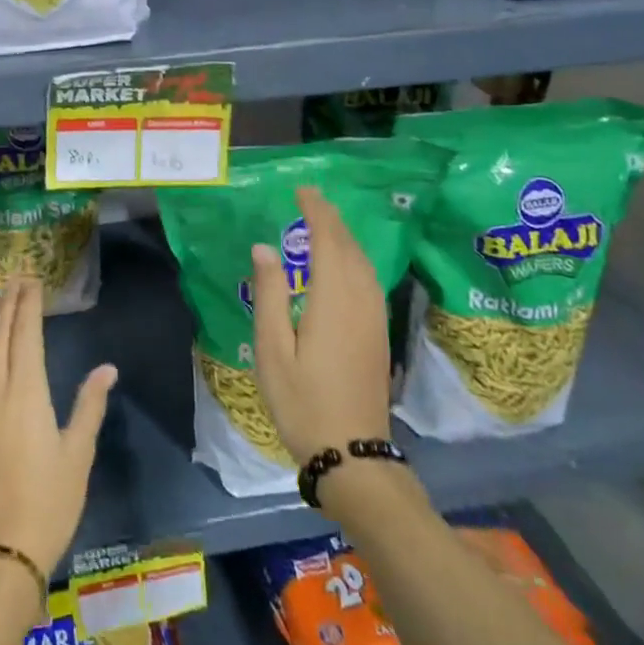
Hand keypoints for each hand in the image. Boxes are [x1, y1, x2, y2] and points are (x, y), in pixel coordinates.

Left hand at [0, 277, 116, 575]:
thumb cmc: (49, 502)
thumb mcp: (78, 453)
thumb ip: (90, 405)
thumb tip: (106, 367)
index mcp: (26, 393)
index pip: (25, 335)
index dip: (28, 305)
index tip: (33, 280)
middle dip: (8, 304)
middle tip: (17, 279)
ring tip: (1, 303)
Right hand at [248, 185, 393, 466]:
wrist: (352, 453)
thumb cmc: (302, 401)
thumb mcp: (272, 349)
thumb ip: (270, 294)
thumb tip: (264, 248)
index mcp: (333, 300)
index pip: (328, 240)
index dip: (317, 212)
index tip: (303, 190)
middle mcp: (360, 301)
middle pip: (350, 247)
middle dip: (332, 219)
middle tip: (310, 199)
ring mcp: (374, 319)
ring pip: (364, 264)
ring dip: (346, 237)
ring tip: (324, 223)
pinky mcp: (379, 334)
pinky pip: (370, 281)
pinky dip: (355, 259)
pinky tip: (343, 264)